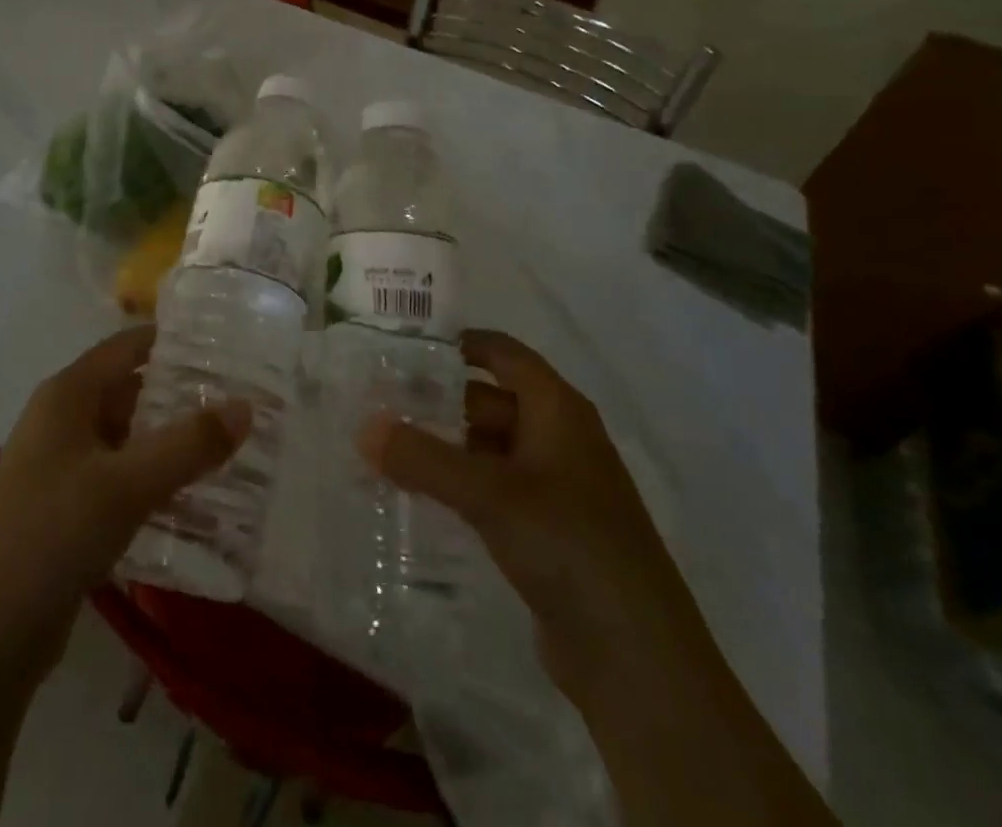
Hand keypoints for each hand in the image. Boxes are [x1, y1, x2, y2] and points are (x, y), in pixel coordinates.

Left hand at [0, 325, 250, 643]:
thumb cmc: (57, 532)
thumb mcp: (130, 484)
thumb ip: (190, 444)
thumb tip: (246, 406)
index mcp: (67, 394)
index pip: (127, 346)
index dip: (172, 342)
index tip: (222, 348)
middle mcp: (60, 418)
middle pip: (128, 389)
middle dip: (178, 395)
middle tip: (234, 402)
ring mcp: (59, 462)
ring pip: (125, 435)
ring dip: (167, 440)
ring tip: (223, 448)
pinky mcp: (63, 503)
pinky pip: (117, 473)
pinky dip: (150, 476)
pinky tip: (188, 496)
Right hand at [360, 328, 700, 694]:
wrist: (638, 658)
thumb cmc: (569, 545)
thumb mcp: (489, 494)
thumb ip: (423, 457)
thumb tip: (364, 427)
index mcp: (558, 410)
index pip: (504, 353)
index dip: (459, 344)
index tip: (404, 346)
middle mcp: (560, 438)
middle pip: (491, 400)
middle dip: (439, 401)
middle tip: (380, 403)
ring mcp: (557, 487)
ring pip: (490, 448)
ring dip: (446, 446)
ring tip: (388, 447)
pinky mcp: (548, 531)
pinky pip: (495, 489)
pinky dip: (460, 485)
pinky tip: (421, 495)